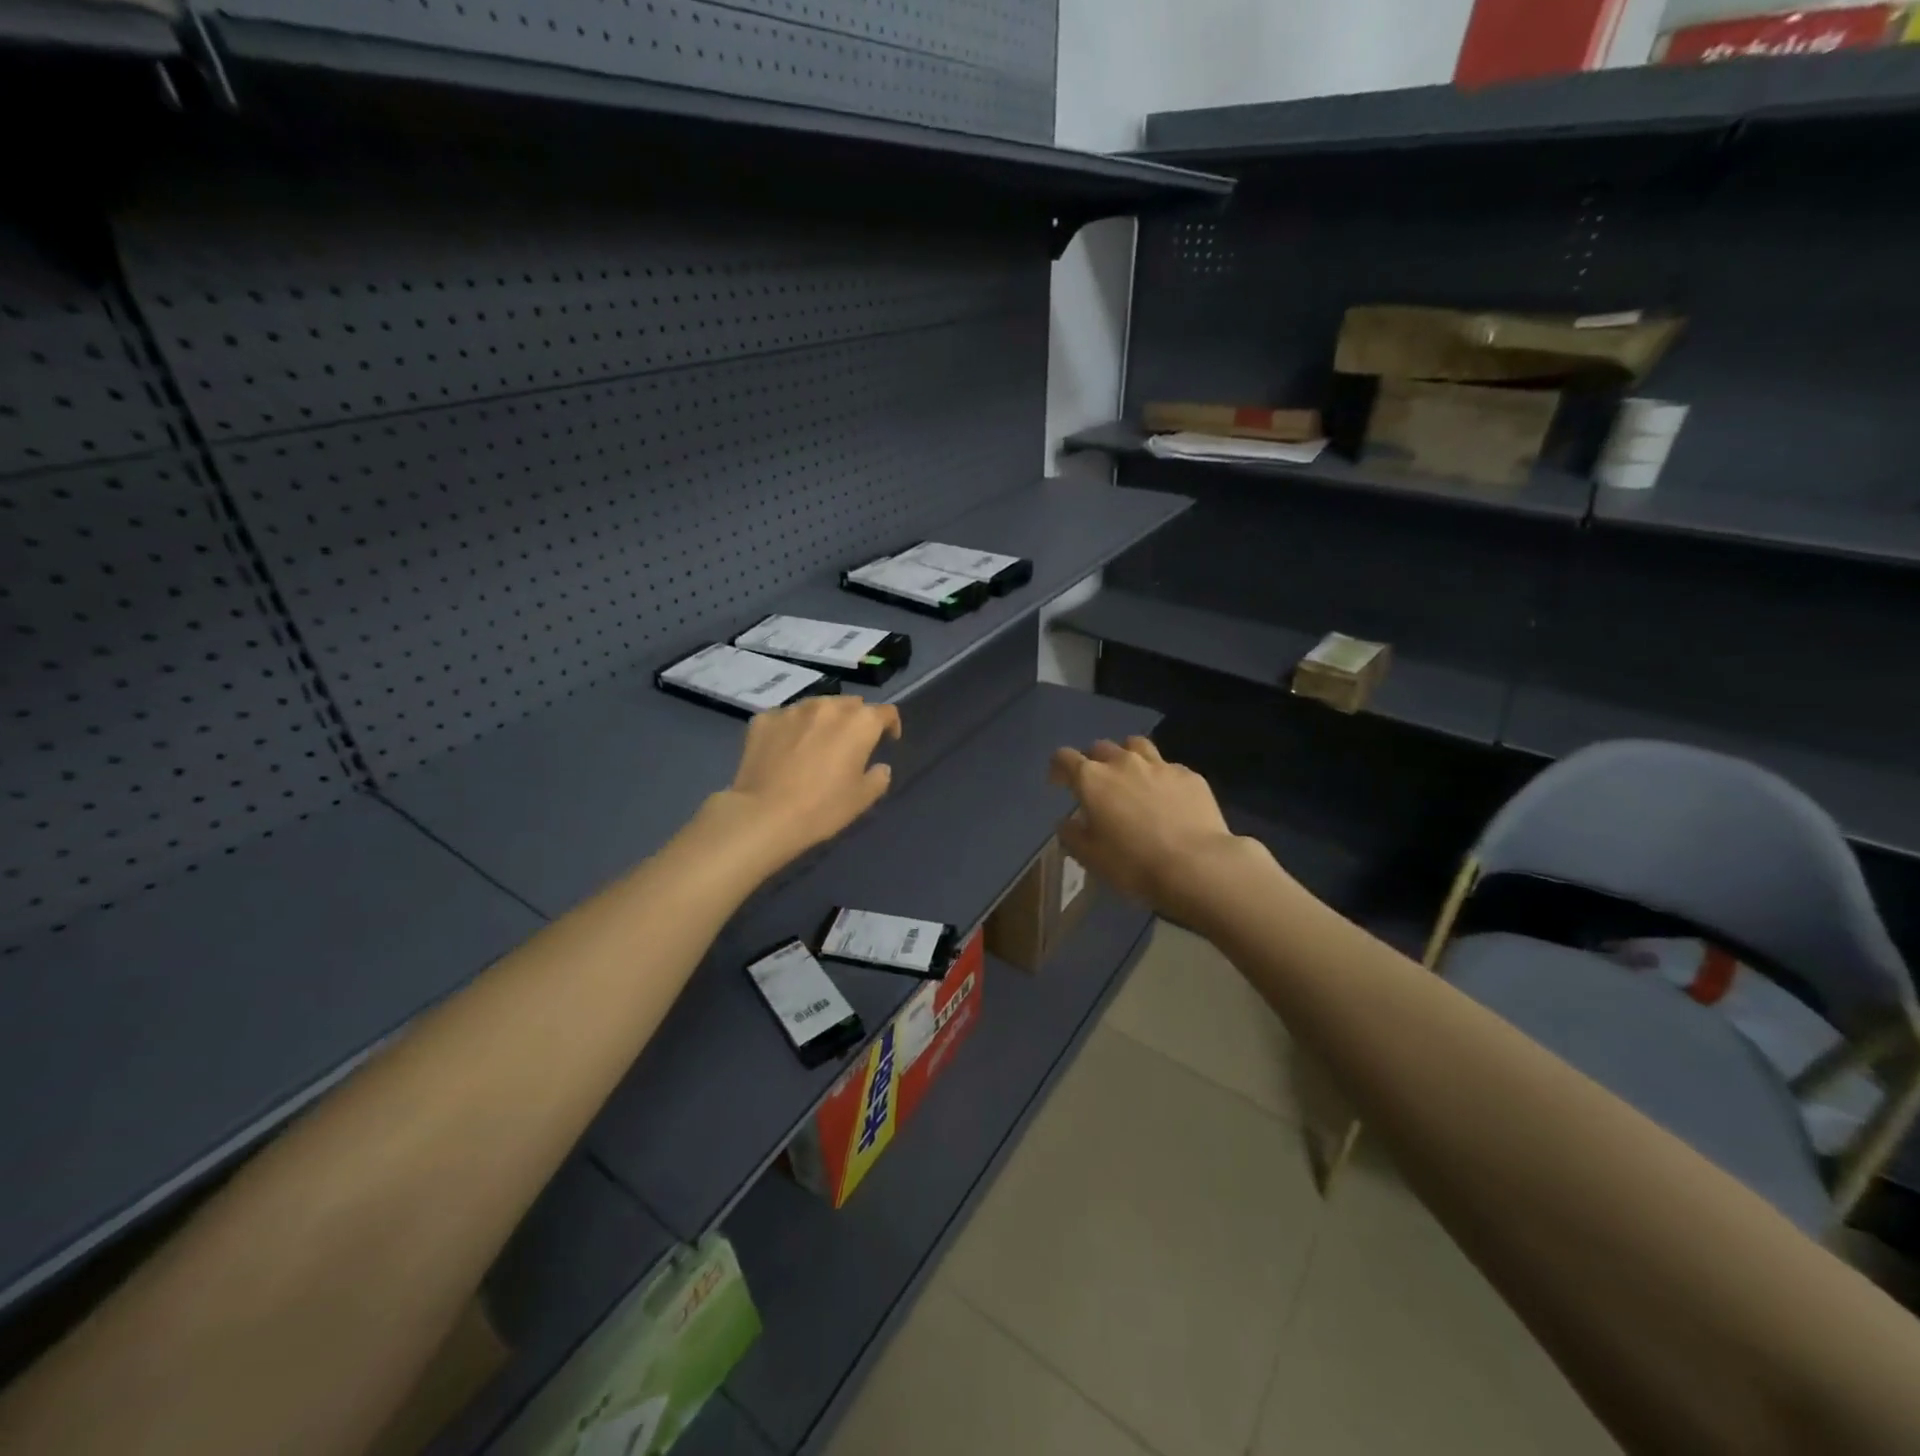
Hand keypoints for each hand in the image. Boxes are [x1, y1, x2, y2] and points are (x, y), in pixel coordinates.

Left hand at [717, 695, 901, 866]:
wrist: (764, 815)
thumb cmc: (822, 808)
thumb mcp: (862, 799)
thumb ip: (878, 777)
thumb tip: (879, 767)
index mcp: (859, 723)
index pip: (885, 712)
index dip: (891, 725)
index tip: (888, 740)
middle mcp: (828, 706)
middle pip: (850, 704)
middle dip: (855, 720)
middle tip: (850, 744)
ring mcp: (793, 710)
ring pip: (817, 707)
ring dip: (823, 720)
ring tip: (816, 742)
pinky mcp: (764, 719)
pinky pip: (786, 718)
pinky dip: (792, 728)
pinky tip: (786, 749)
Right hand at [1049, 736, 1244, 919]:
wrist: (1196, 865)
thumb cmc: (1133, 864)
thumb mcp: (1091, 857)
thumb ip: (1072, 835)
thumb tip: (1066, 822)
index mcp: (1092, 779)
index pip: (1065, 757)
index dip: (1059, 767)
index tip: (1059, 782)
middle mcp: (1123, 763)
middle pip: (1101, 747)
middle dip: (1094, 761)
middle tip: (1098, 784)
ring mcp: (1159, 765)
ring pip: (1136, 745)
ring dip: (1127, 756)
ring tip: (1131, 776)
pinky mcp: (1189, 775)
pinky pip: (1168, 767)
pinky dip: (1160, 776)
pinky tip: (1167, 797)